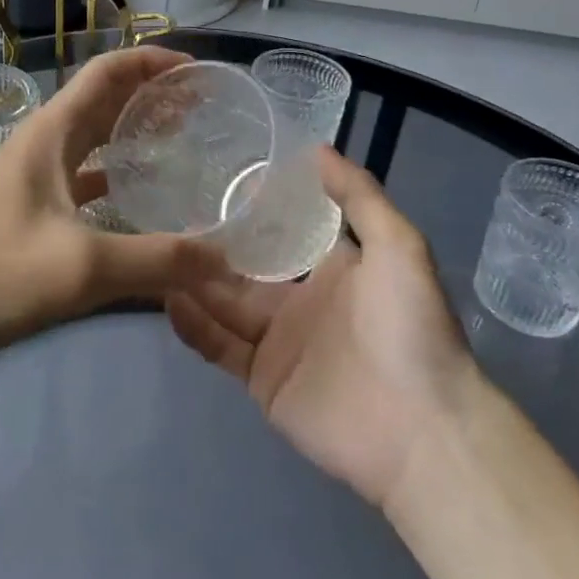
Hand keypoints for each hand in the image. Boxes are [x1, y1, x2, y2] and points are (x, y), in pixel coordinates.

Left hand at [0, 45, 236, 347]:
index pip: (107, 72)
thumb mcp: (85, 265)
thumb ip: (159, 260)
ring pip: (94, 138)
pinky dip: (116, 174)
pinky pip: (84, 175)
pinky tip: (140, 197)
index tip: (195, 70)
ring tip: (181, 143)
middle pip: (104, 100)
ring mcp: (35, 175)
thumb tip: (227, 259)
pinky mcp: (33, 207)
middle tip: (202, 108)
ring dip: (134, 132)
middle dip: (151, 95)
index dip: (151, 61)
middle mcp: (44, 142)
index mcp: (53, 132)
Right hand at [166, 147, 479, 506]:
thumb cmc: (410, 329)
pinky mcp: (261, 380)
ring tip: (156, 253)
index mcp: (332, 269)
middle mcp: (300, 301)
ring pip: (223, 304)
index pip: (283, 231)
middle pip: (244, 268)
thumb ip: (358, 197)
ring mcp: (278, 343)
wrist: (422, 430)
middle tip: (169, 217)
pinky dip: (194, 325)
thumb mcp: (398, 247)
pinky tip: (167, 299)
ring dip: (192, 282)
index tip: (217, 180)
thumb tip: (316, 148)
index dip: (253, 209)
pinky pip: (219, 346)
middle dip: (210, 246)